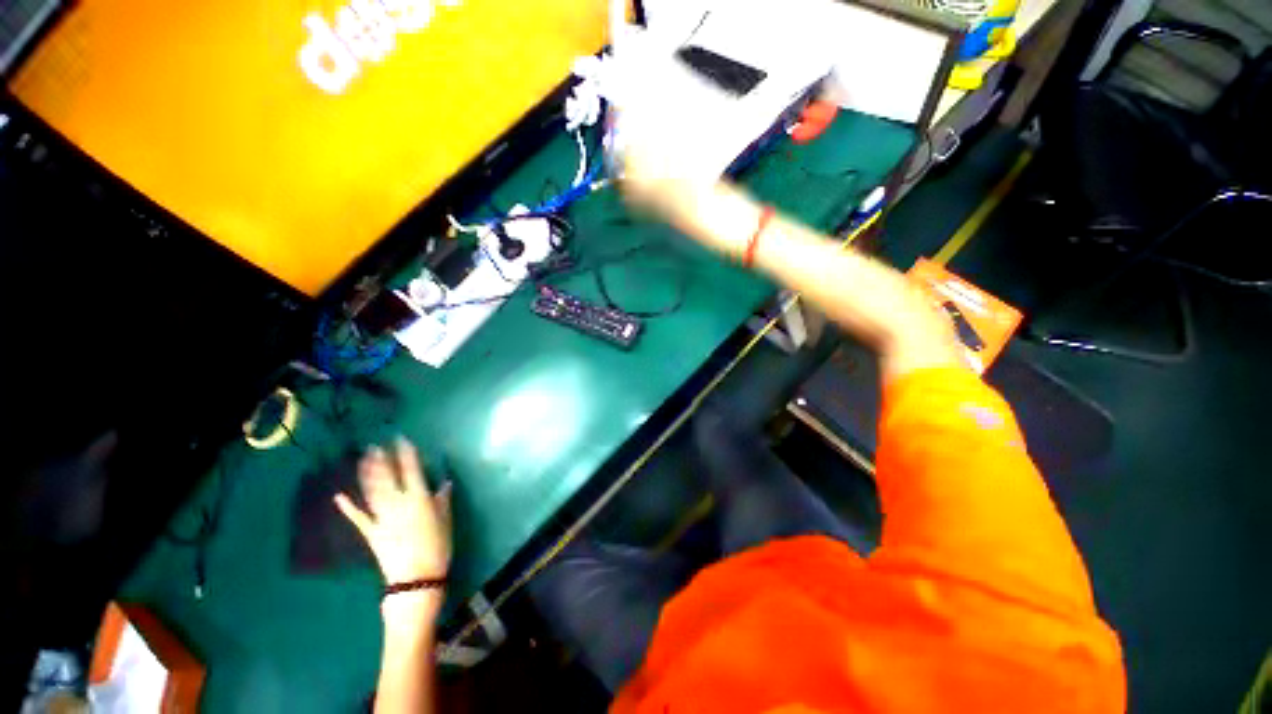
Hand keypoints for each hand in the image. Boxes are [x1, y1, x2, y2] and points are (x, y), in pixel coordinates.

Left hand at [334, 438, 451, 586]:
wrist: (416, 578)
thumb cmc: (437, 546)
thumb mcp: (446, 521)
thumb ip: (443, 500)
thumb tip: (445, 483)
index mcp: (418, 498)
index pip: (412, 470)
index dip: (406, 454)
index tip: (401, 440)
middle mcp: (397, 503)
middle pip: (387, 477)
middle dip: (382, 460)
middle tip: (376, 445)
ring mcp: (381, 517)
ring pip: (372, 491)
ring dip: (366, 474)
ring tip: (363, 459)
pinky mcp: (371, 532)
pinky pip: (358, 517)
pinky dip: (348, 507)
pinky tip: (339, 497)